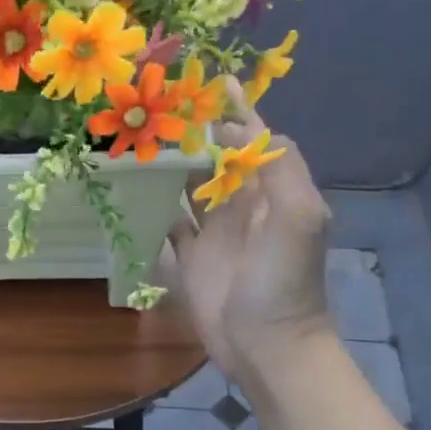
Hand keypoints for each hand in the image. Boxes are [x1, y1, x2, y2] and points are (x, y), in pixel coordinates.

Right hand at [170, 91, 333, 393]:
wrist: (266, 346)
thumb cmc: (283, 281)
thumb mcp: (298, 218)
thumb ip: (282, 170)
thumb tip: (253, 130)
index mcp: (272, 192)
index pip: (255, 141)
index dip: (239, 112)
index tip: (214, 83)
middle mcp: (243, 206)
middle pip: (217, 159)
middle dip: (197, 133)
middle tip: (161, 107)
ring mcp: (215, 233)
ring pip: (190, 187)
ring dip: (172, 165)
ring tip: (140, 138)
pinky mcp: (190, 259)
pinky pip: (170, 223)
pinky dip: (155, 206)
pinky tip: (132, 188)